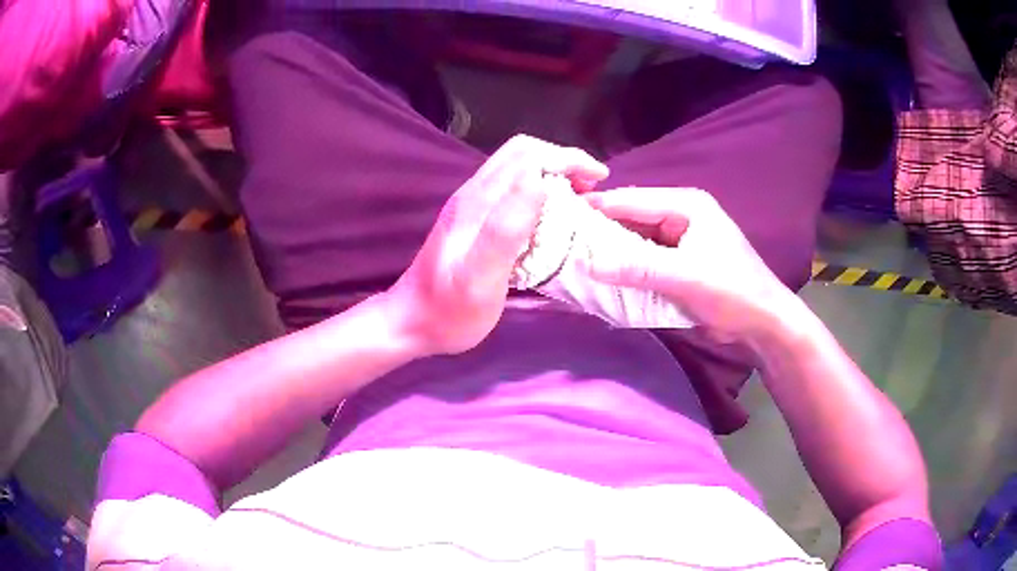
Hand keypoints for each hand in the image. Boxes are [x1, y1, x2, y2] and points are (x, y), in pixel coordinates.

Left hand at [388, 135, 608, 355]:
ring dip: (553, 175)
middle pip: (523, 155)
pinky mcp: (474, 221)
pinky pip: (513, 190)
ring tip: (580, 200)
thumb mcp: (480, 277)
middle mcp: (475, 194)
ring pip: (518, 170)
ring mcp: (472, 206)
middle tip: (592, 189)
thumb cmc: (448, 311)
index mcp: (478, 201)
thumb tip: (538, 180)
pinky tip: (552, 218)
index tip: (598, 180)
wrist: (411, 323)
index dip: (566, 158)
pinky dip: (541, 193)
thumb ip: (506, 228)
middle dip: (563, 161)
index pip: (528, 155)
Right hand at [583, 187, 800, 343]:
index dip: (598, 208)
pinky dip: (627, 269)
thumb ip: (637, 268)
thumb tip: (587, 262)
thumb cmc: (731, 291)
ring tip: (575, 259)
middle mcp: (681, 216)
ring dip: (613, 252)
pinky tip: (604, 277)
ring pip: (637, 241)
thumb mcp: (685, 277)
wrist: (762, 323)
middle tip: (564, 241)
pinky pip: (645, 261)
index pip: (633, 200)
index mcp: (686, 205)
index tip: (561, 217)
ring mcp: (680, 240)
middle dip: (602, 232)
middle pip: (632, 219)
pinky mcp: (679, 264)